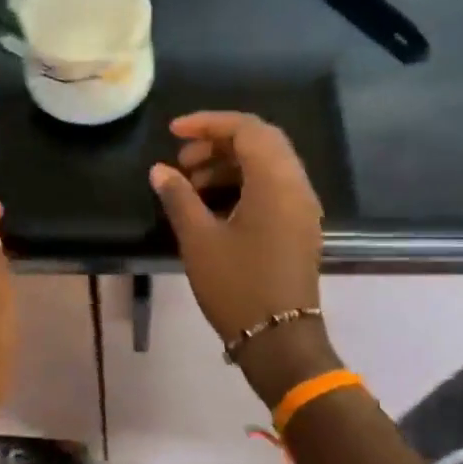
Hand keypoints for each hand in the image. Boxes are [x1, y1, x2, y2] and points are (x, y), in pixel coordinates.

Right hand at [150, 113, 334, 403]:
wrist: (279, 340)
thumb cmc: (237, 286)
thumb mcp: (199, 240)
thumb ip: (178, 198)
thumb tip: (160, 170)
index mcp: (276, 182)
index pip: (247, 129)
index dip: (208, 123)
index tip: (173, 133)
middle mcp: (296, 186)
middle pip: (261, 142)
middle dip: (218, 142)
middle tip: (182, 160)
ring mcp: (301, 208)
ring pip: (267, 165)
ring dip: (228, 164)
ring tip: (189, 184)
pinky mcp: (298, 227)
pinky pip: (272, 188)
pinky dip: (242, 183)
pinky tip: (212, 204)